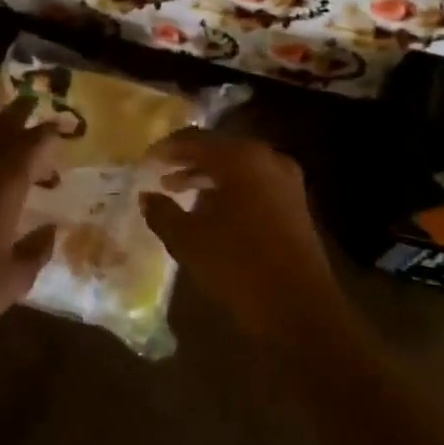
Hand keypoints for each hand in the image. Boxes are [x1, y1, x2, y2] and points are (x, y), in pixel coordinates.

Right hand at [139, 129, 348, 346]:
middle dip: (188, 160)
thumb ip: (163, 213)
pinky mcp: (295, 203)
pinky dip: (229, 188)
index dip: (167, 148)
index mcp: (241, 158)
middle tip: (160, 171)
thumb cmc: (237, 264)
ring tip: (177, 190)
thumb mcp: (189, 239)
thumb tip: (146, 196)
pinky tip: (211, 209)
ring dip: (207, 176)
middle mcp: (267, 159)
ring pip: (238, 167)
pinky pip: (254, 183)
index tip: (145, 160)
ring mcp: (286, 180)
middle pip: (220, 149)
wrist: (298, 305)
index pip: (195, 139)